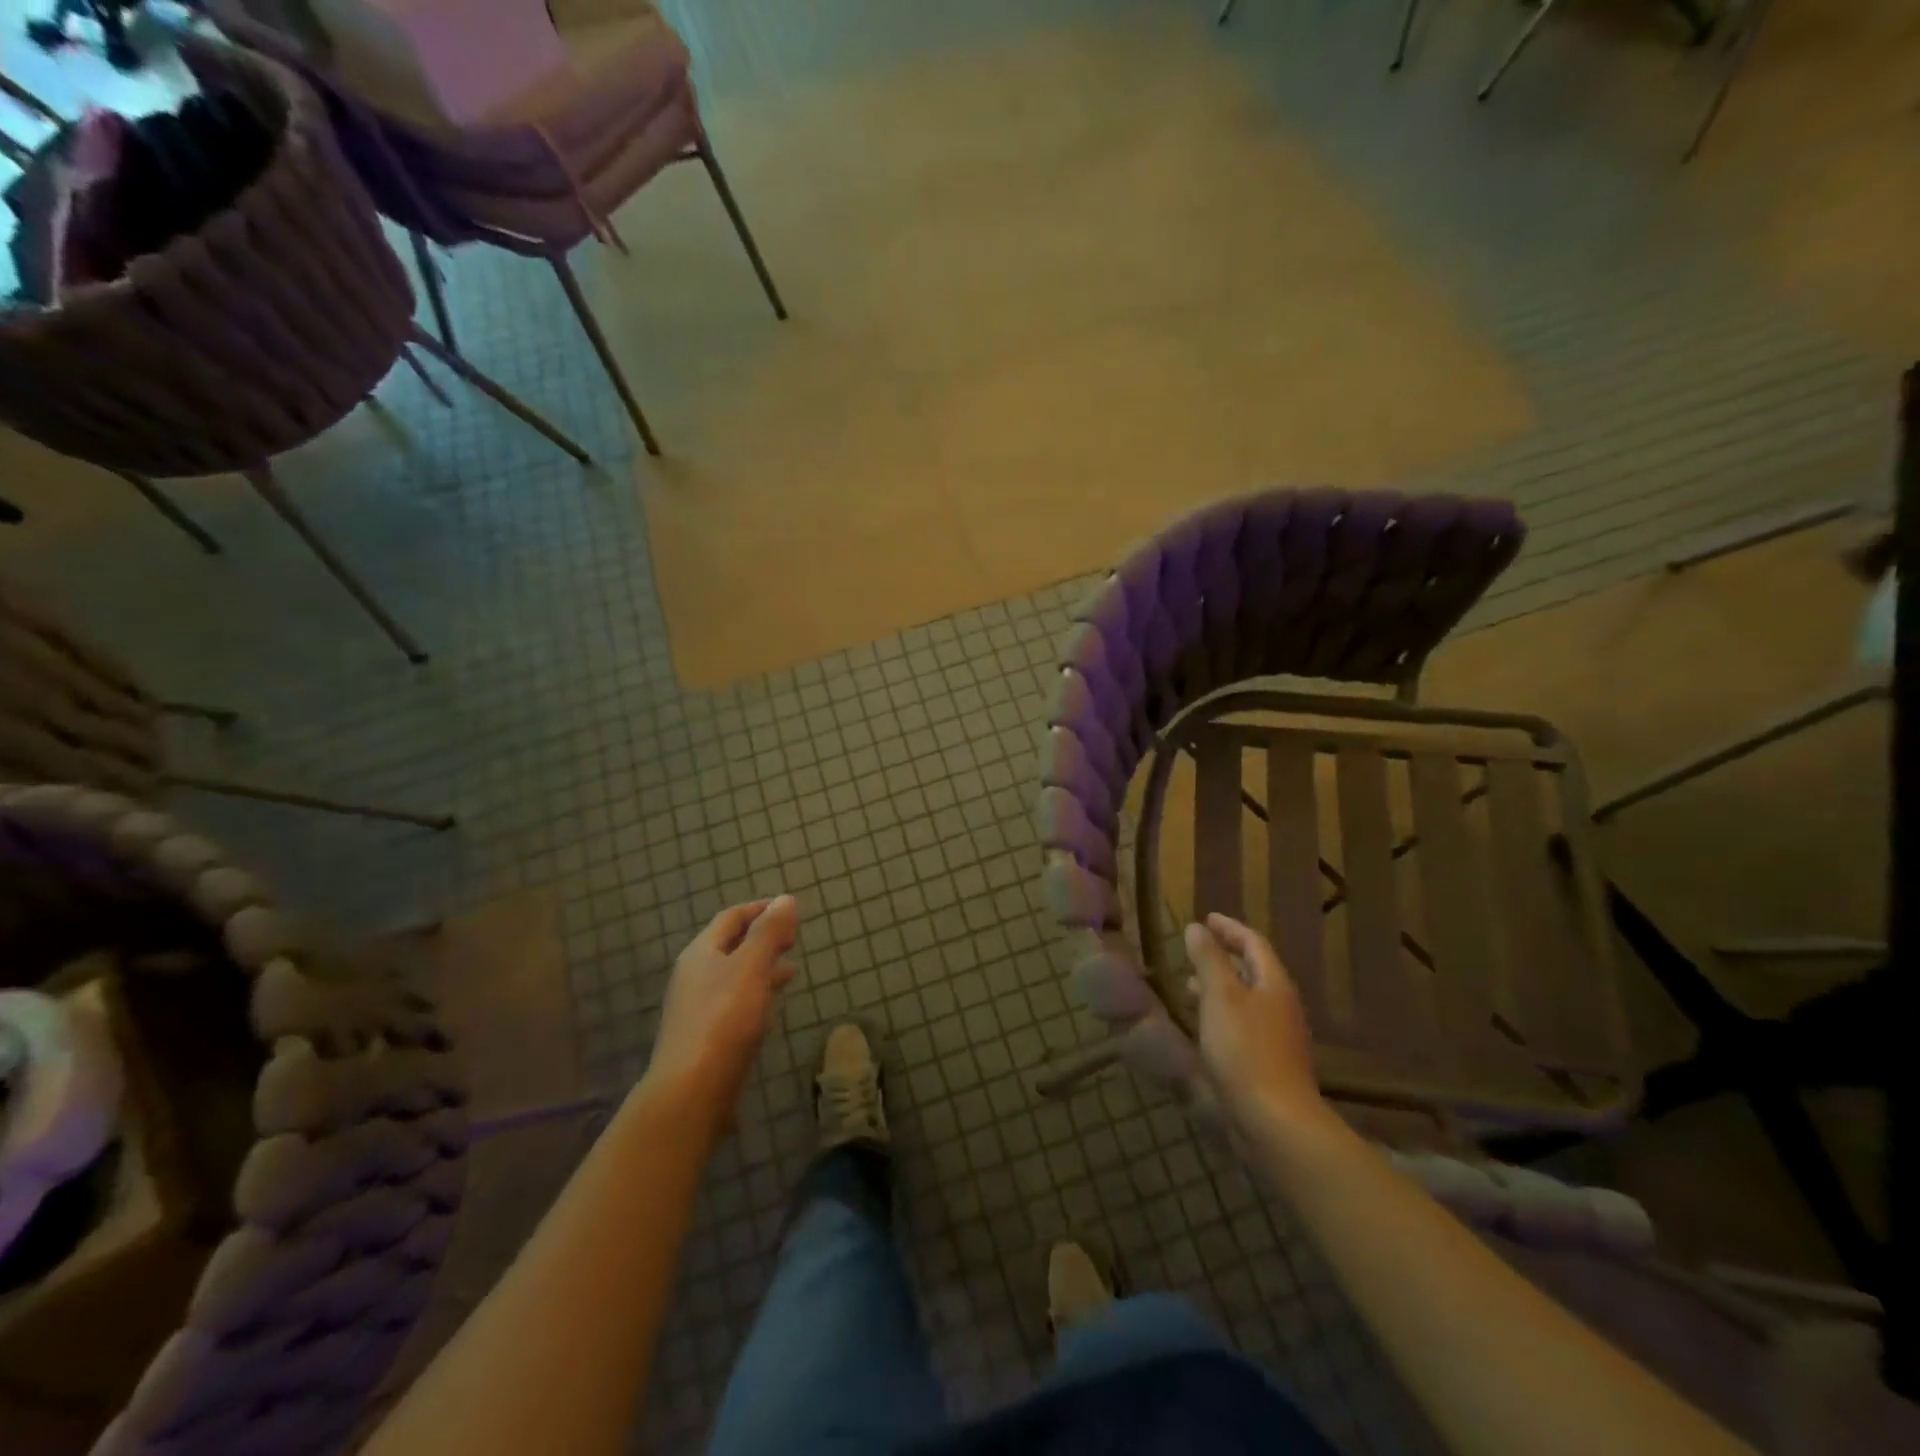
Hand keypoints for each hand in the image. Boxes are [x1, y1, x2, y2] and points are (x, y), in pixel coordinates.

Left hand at [644, 897, 798, 1138]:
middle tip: (794, 938)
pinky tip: (771, 1006)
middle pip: (730, 945)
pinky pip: (735, 1002)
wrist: (690, 1092)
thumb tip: (785, 898)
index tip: (790, 910)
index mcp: (701, 953)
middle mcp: (694, 976)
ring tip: (791, 969)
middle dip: (762, 937)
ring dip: (762, 966)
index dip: (760, 909)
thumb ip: (769, 933)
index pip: (731, 917)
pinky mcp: (706, 1037)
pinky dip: (757, 993)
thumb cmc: (723, 1020)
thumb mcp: (751, 968)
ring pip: (734, 975)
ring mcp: (697, 1008)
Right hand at [1186, 914, 1329, 1136]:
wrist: (1275, 1122)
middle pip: (1253, 971)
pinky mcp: (1268, 1064)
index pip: (1254, 943)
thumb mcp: (1220, 996)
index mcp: (1274, 984)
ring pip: (1247, 1000)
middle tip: (1195, 951)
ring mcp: (1278, 1038)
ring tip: (1189, 988)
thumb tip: (1197, 928)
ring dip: (1220, 988)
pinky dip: (1221, 1016)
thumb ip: (1208, 959)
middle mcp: (1281, 1006)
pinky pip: (1243, 1026)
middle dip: (1224, 958)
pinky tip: (1202, 1029)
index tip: (1206, 919)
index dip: (1229, 928)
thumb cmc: (1245, 1049)